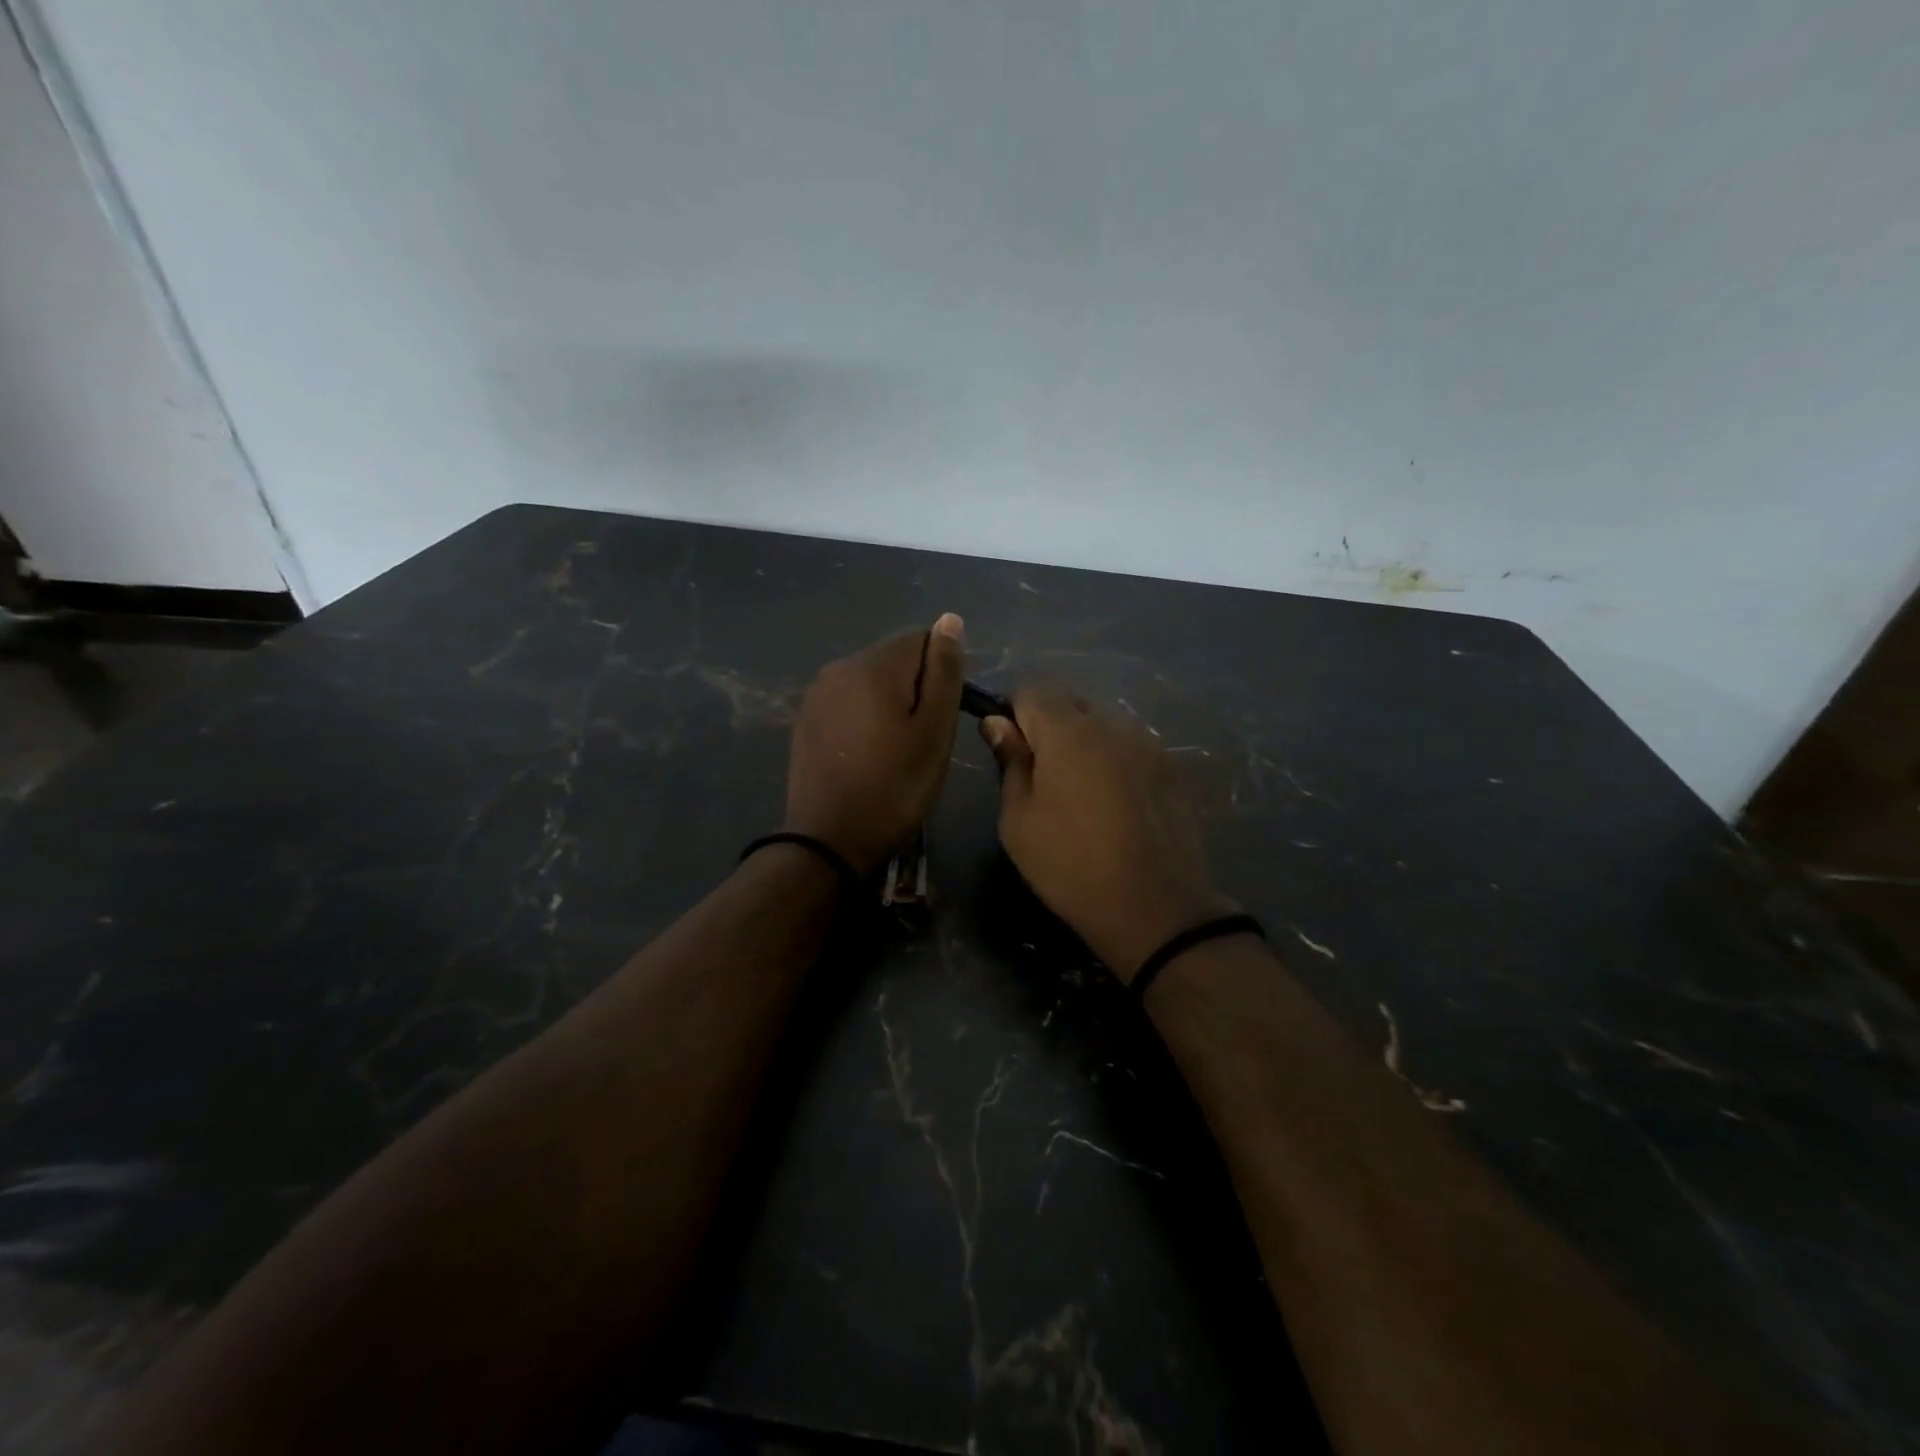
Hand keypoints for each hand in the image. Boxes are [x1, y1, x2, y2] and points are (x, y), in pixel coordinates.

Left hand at [784, 614, 966, 875]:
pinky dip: (864, 718)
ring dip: (890, 704)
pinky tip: (866, 754)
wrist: (828, 839)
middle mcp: (840, 666)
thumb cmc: (894, 787)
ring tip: (893, 750)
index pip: (922, 640)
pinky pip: (848, 702)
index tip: (938, 719)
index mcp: (873, 665)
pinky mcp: (806, 717)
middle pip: (895, 659)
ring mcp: (817, 692)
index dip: (941, 676)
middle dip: (914, 689)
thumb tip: (949, 620)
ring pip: (871, 681)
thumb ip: (944, 672)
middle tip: (919, 741)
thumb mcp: (934, 732)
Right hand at [982, 686, 1232, 979]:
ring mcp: (1149, 744)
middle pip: (1070, 702)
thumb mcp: (1019, 821)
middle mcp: (1112, 724)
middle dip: (1049, 726)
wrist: (1156, 909)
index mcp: (1068, 732)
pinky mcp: (1173, 768)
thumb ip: (1010, 762)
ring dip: (1085, 743)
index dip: (1013, 713)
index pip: (1031, 689)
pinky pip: (1132, 747)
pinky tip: (1117, 804)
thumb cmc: (1071, 866)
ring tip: (1083, 794)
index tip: (1011, 751)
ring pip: (1103, 724)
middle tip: (1043, 776)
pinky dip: (1115, 761)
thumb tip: (998, 723)